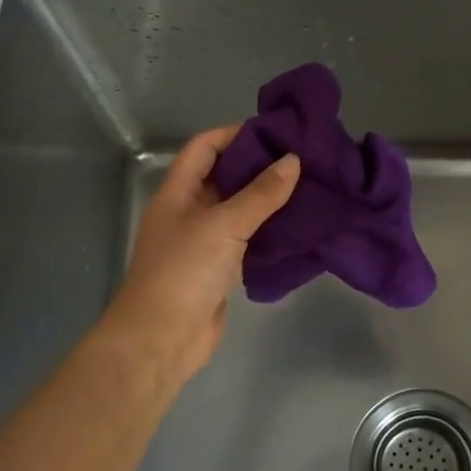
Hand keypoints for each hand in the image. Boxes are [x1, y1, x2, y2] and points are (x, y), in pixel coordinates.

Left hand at [101, 126, 300, 391]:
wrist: (162, 338)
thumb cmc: (185, 270)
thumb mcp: (224, 225)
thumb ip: (260, 194)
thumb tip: (293, 160)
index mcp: (178, 191)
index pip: (205, 147)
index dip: (235, 134)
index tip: (276, 132)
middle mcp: (189, 211)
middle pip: (224, 176)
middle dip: (259, 166)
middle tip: (302, 159)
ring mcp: (203, 241)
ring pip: (238, 209)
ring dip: (267, 200)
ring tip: (308, 187)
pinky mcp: (218, 268)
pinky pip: (246, 239)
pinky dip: (268, 231)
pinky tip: (298, 226)